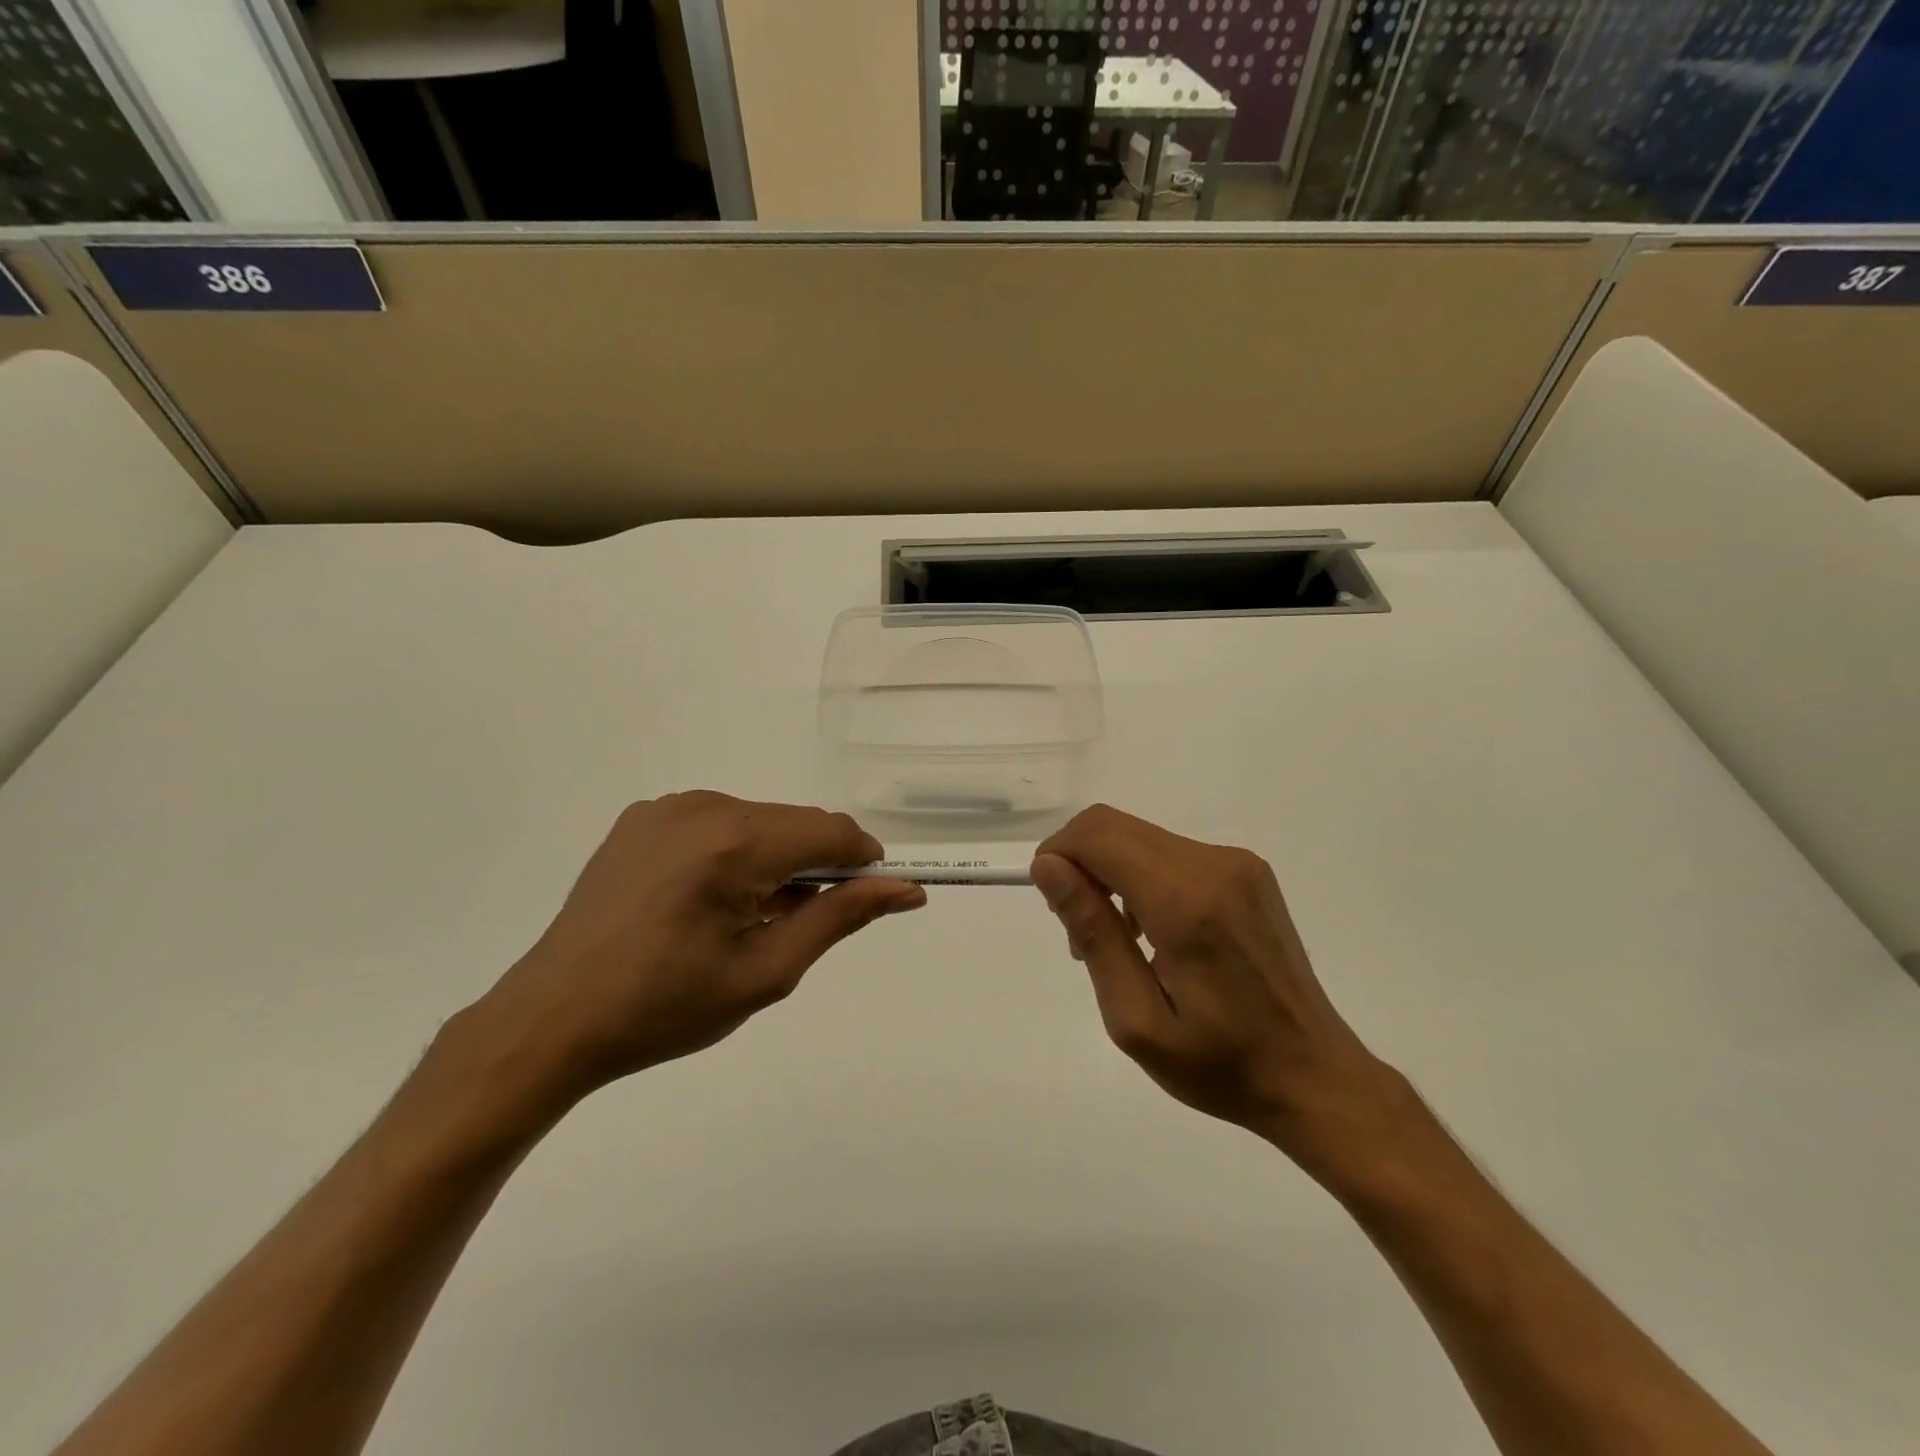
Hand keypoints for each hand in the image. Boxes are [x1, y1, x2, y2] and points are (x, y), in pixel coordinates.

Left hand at [468, 792, 924, 1106]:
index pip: (832, 831)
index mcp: (733, 842)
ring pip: (759, 821)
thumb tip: (905, 890)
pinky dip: (735, 852)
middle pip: (795, 822)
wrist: (552, 1018)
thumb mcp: (766, 972)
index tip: (871, 899)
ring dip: (775, 859)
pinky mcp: (642, 817)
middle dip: (816, 865)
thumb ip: (840, 917)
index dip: (864, 862)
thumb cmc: (664, 1008)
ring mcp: (667, 807)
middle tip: (797, 924)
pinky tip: (707, 900)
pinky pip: (717, 822)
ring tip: (747, 918)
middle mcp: (703, 806)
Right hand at [1031, 805, 1397, 1171]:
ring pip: (1139, 837)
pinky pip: (1170, 852)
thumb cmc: (1220, 1064)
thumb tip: (1048, 866)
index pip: (1097, 836)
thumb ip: (1093, 933)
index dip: (1057, 856)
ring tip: (1114, 941)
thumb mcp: (1136, 1019)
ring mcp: (1237, 863)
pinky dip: (1141, 878)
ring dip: (1109, 872)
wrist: (1315, 1077)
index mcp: (1186, 902)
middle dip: (1079, 864)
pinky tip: (1150, 932)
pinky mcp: (1247, 871)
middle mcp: (1214, 864)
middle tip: (1078, 931)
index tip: (1054, 909)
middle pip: (1114, 826)